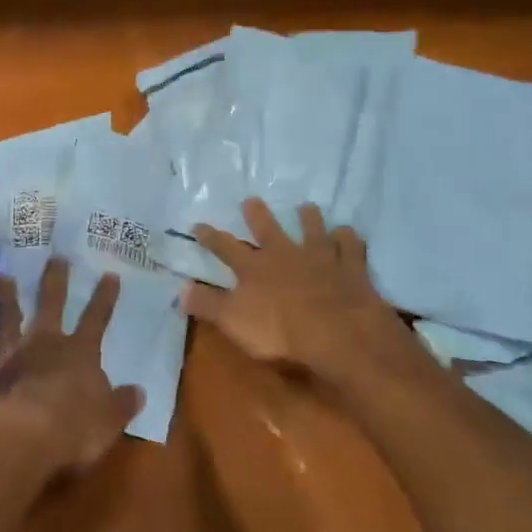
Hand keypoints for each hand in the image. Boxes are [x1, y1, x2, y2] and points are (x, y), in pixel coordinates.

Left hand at [0, 257, 144, 478]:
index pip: (96, 319)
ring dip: (6, 297)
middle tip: (55, 257)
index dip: (105, 298)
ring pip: (7, 319)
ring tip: (1, 276)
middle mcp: (43, 345)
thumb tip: (138, 392)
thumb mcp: (109, 421)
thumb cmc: (72, 431)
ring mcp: (9, 356)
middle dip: (55, 280)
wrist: (19, 440)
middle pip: (51, 305)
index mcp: (79, 354)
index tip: (109, 274)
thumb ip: (121, 404)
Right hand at [184, 198, 413, 388]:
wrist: (336, 331)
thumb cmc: (279, 330)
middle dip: (258, 215)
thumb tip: (180, 290)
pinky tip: (348, 232)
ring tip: (307, 207)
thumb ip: (207, 304)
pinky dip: (348, 238)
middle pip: (269, 230)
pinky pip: (350, 247)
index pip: (226, 248)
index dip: (211, 237)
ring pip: (313, 231)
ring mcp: (320, 257)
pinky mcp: (351, 268)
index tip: (199, 224)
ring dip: (309, 218)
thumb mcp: (232, 321)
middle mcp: (285, 254)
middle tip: (253, 200)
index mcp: (254, 268)